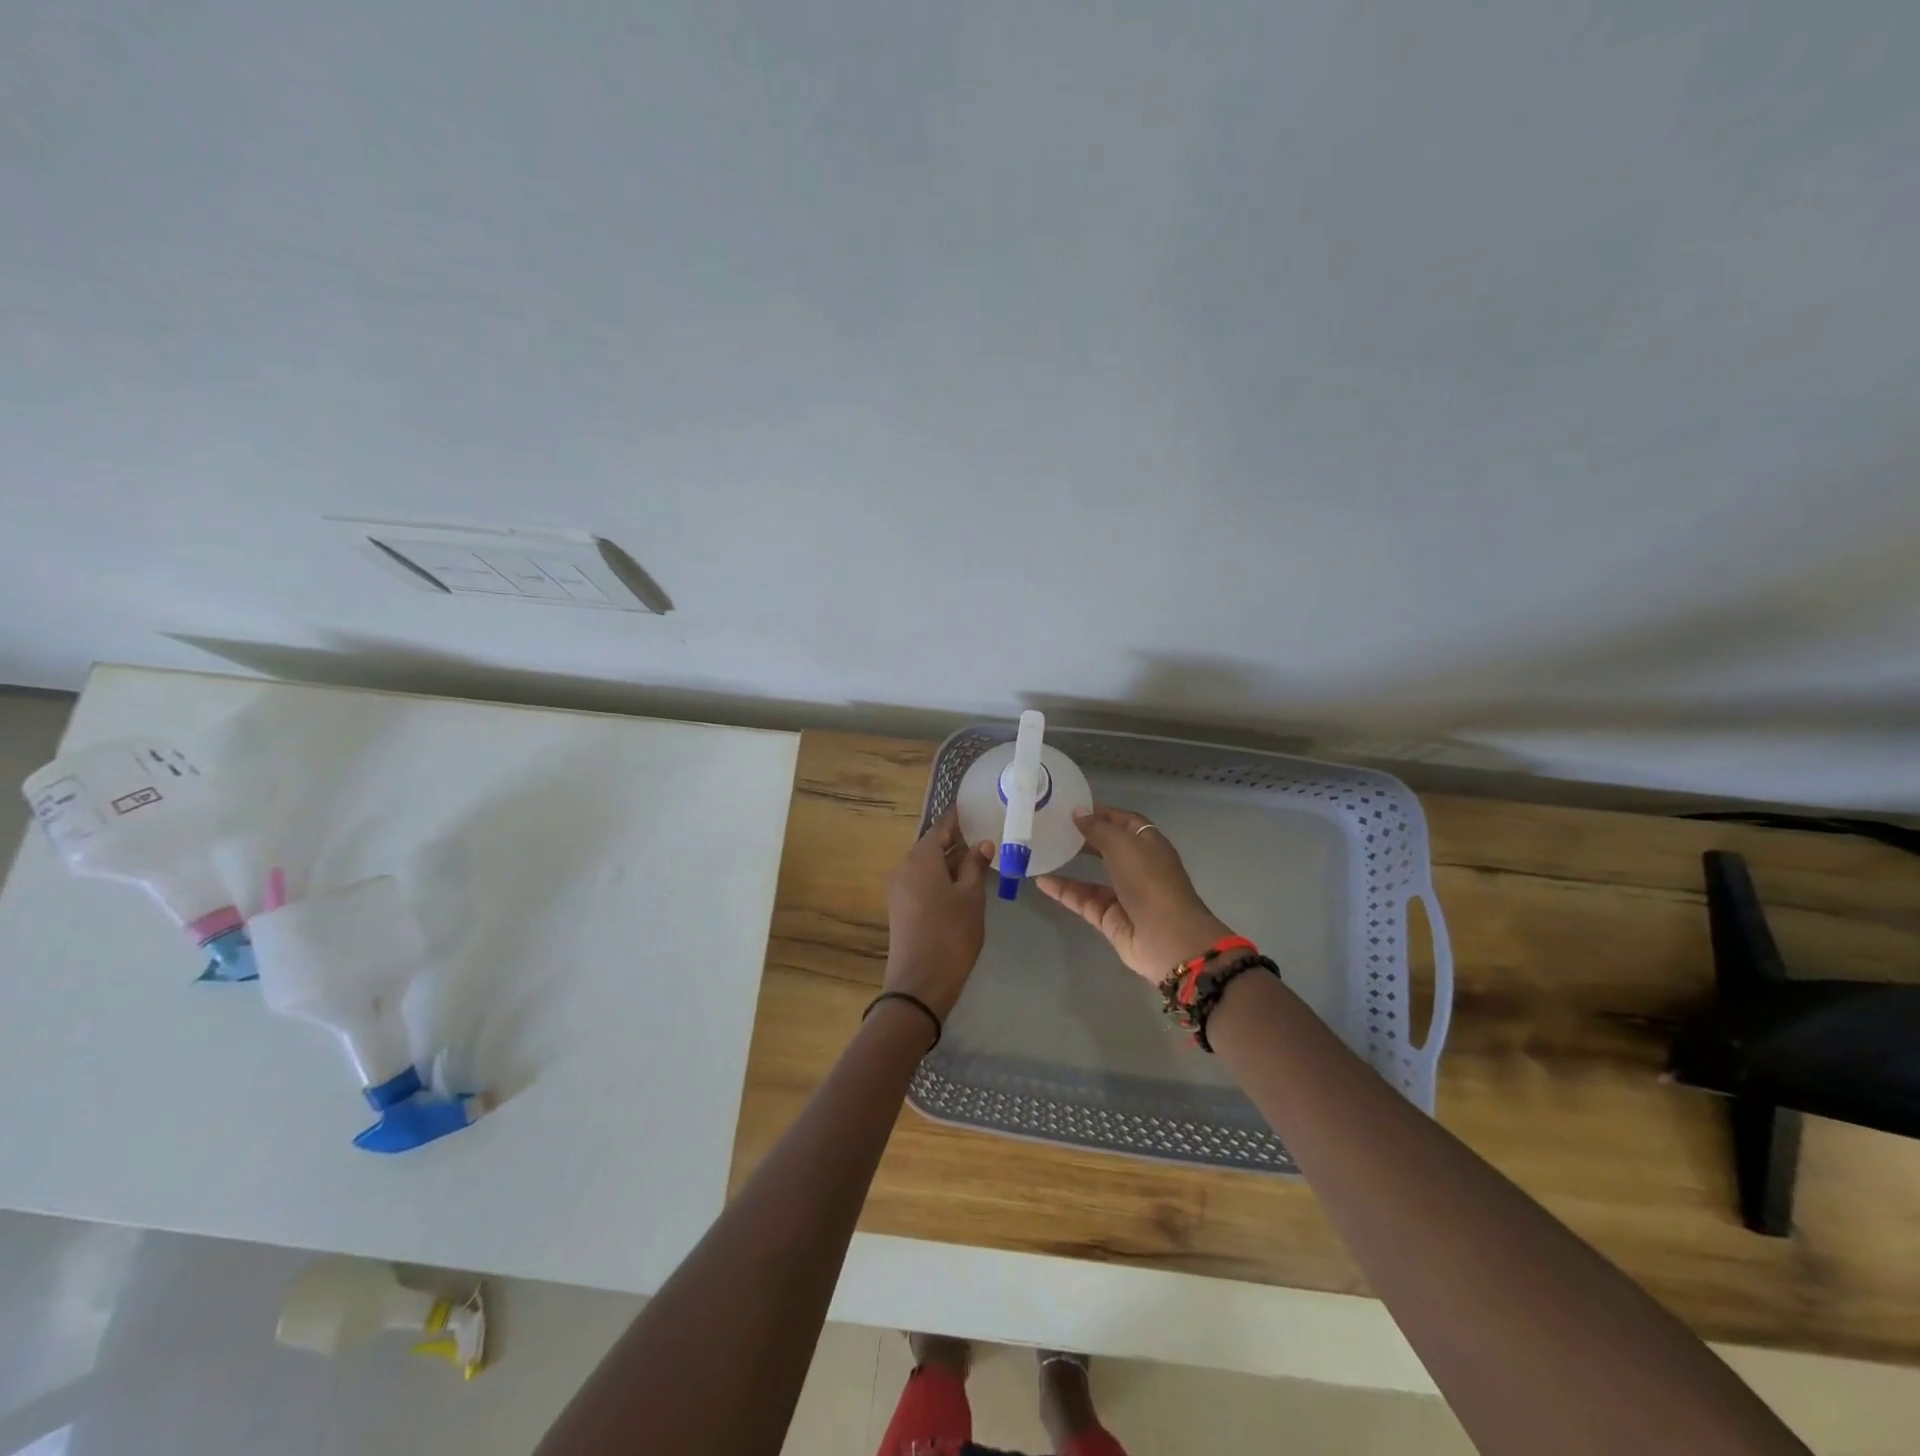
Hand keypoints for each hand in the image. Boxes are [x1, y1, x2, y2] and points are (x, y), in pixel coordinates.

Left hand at [883, 808, 994, 1018]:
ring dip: (949, 860)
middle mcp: (905, 867)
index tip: (973, 807)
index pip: (941, 827)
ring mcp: (899, 888)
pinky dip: (940, 876)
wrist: (920, 982)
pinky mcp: (901, 907)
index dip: (957, 817)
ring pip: (927, 864)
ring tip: (978, 857)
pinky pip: (922, 880)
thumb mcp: (971, 897)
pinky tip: (961, 883)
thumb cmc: (951, 933)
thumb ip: (975, 866)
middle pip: (931, 845)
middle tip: (983, 833)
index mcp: (921, 858)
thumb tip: (982, 843)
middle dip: (955, 840)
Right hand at [1035, 805, 1233, 982]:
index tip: (1074, 807)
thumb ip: (1098, 828)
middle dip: (1085, 837)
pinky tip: (1040, 881)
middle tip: (1054, 826)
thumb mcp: (1122, 845)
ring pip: (1093, 876)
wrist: (1167, 939)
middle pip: (1109, 847)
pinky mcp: (1109, 918)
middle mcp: (1138, 867)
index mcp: (1149, 845)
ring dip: (1071, 863)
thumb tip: (1078, 812)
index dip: (1103, 813)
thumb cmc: (1149, 881)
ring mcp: (1124, 894)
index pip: (1125, 822)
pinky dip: (1064, 891)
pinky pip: (1083, 900)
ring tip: (1044, 850)